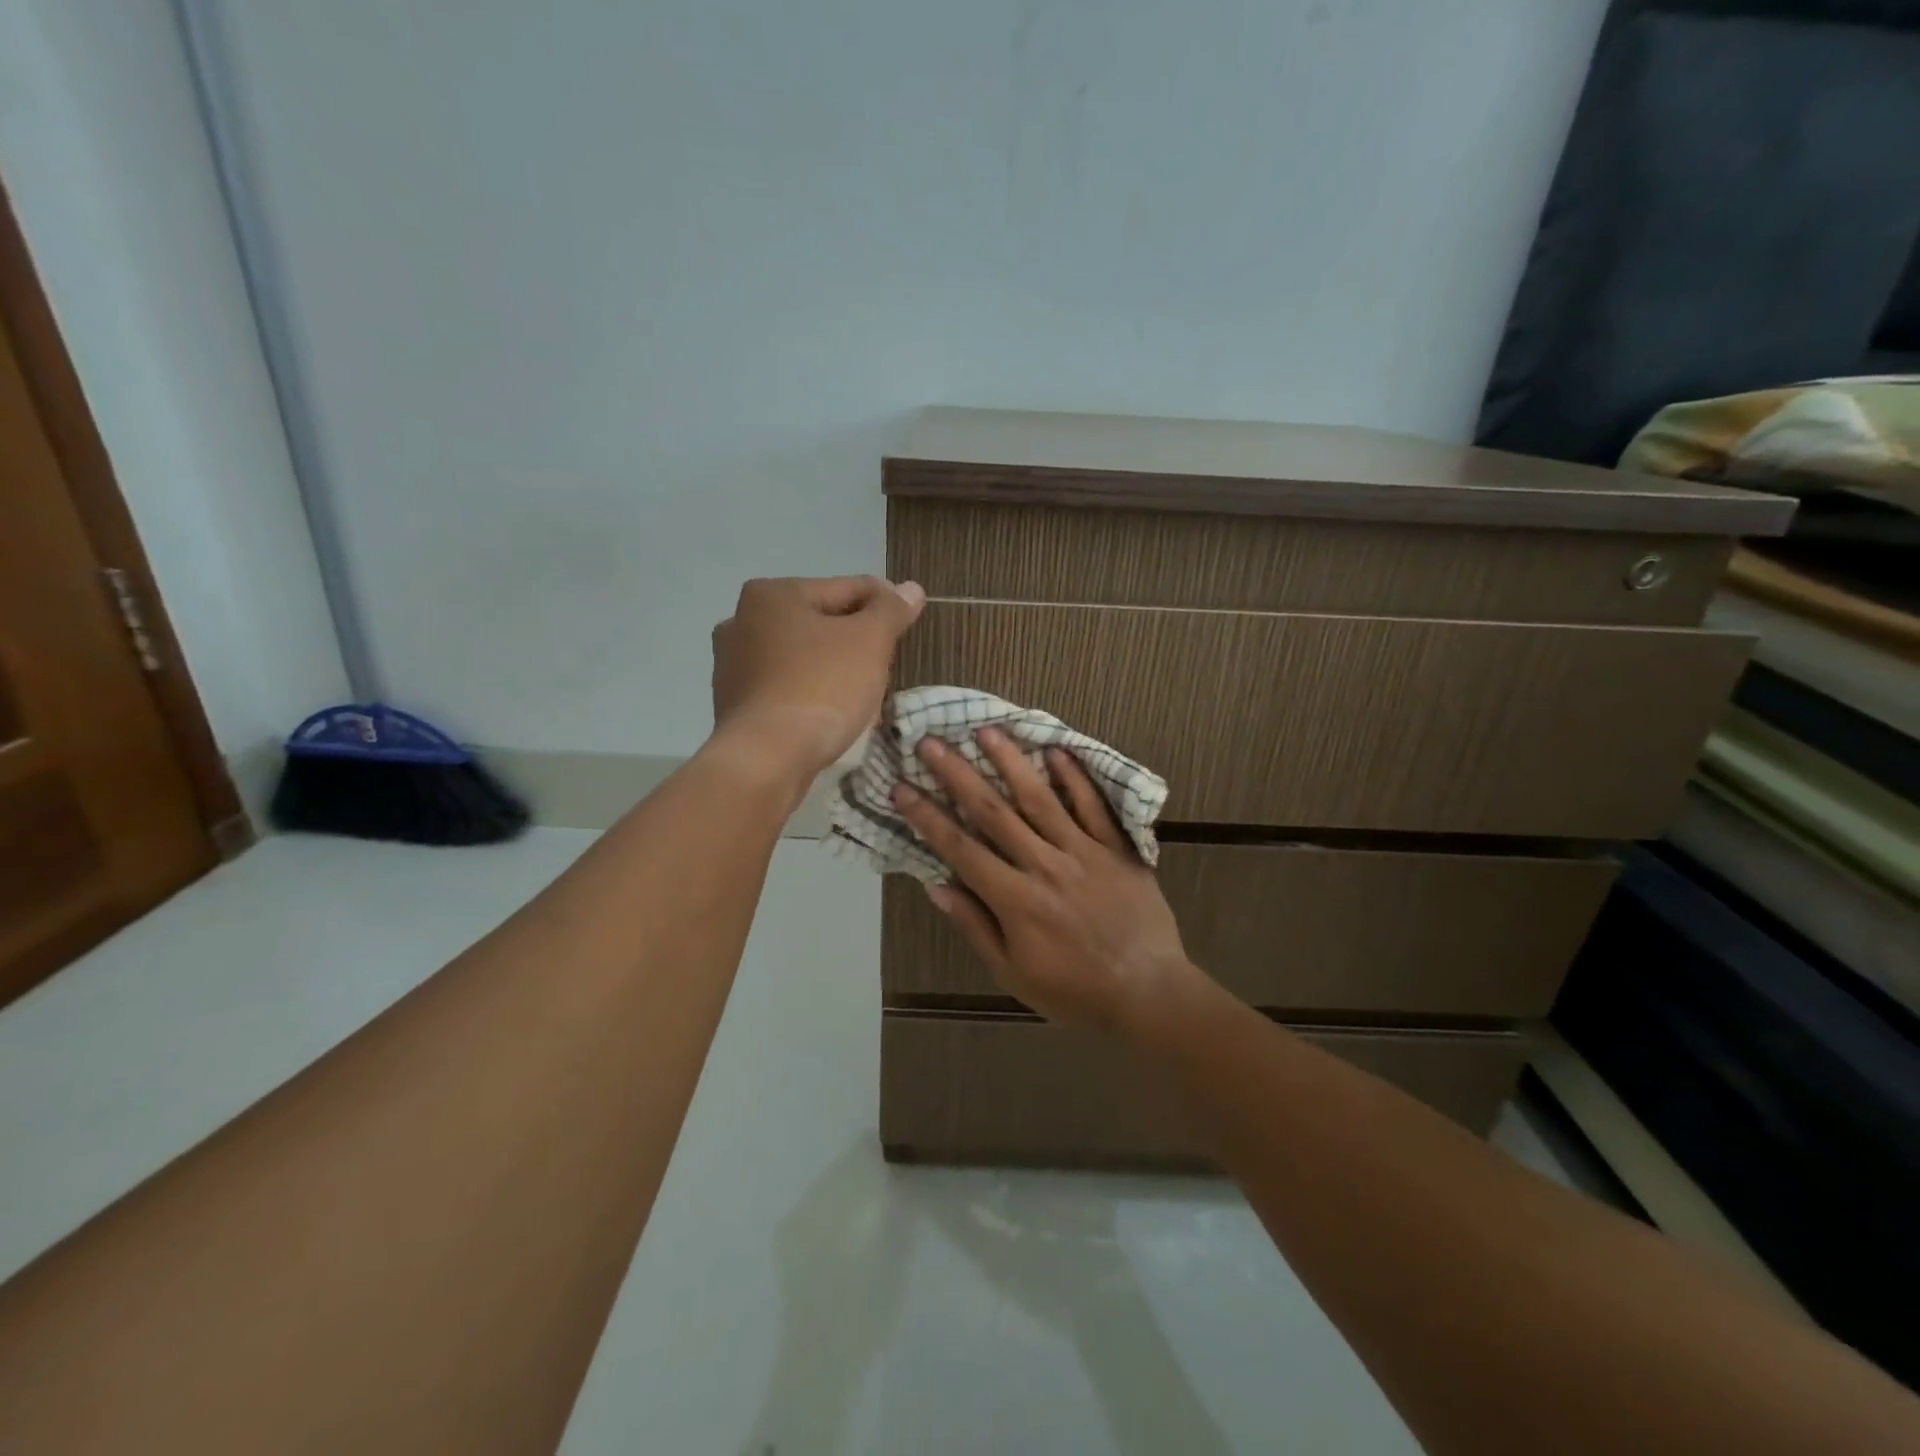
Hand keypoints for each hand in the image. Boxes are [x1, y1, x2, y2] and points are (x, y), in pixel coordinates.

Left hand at [710, 575, 924, 780]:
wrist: (767, 759)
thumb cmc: (821, 688)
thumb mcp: (869, 642)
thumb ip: (891, 611)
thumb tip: (911, 588)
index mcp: (772, 594)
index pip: (846, 588)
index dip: (884, 603)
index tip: (909, 621)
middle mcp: (741, 621)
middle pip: (820, 621)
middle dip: (855, 638)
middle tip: (887, 661)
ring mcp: (733, 665)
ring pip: (802, 656)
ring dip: (832, 666)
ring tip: (863, 690)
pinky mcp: (735, 704)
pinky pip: (786, 687)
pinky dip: (810, 692)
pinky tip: (830, 712)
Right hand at [892, 728, 1197, 1032]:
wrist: (1149, 993)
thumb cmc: (1075, 992)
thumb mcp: (1013, 973)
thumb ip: (975, 926)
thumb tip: (936, 886)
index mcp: (1015, 900)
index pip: (960, 849)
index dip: (927, 817)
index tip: (902, 787)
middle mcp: (1044, 865)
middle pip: (994, 812)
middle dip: (958, 774)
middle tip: (931, 741)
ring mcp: (1083, 852)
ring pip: (1040, 799)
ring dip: (1010, 762)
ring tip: (986, 730)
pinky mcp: (1116, 849)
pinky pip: (1093, 807)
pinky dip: (1074, 778)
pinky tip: (1055, 751)